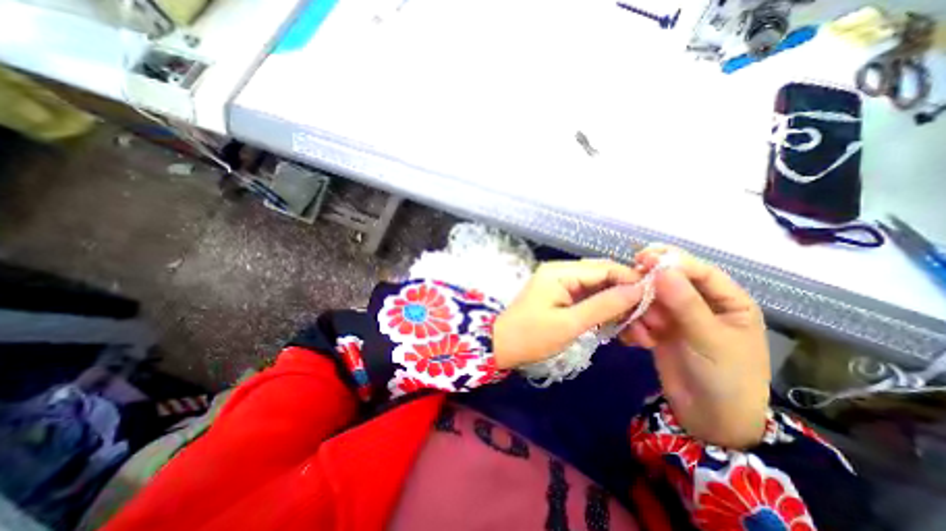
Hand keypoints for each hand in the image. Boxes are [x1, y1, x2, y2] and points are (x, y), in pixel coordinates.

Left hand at [491, 259, 646, 369]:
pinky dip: (601, 309)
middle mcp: (560, 271)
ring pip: (596, 288)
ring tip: (637, 324)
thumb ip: (604, 305)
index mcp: (560, 272)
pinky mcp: (558, 295)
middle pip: (601, 276)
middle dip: (625, 294)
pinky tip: (617, 323)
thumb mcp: (570, 323)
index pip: (603, 268)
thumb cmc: (532, 336)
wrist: (501, 346)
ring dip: (615, 304)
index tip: (656, 299)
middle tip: (649, 316)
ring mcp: (559, 283)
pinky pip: (585, 297)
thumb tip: (639, 289)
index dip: (630, 280)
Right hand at [621, 244, 767, 448]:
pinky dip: (634, 325)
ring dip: (640, 312)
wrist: (708, 419)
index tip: (643, 257)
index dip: (672, 261)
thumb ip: (685, 302)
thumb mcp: (709, 339)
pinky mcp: (658, 329)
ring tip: (644, 335)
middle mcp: (700, 304)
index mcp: (727, 300)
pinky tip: (639, 342)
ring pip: (650, 298)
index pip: (699, 270)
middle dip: (649, 288)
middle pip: (669, 281)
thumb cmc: (725, 378)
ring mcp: (676, 316)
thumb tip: (661, 268)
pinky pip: (640, 315)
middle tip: (630, 291)